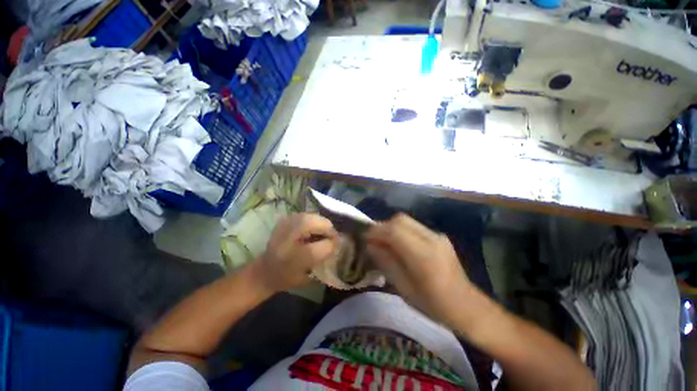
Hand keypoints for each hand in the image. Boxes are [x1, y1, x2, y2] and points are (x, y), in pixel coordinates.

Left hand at [256, 213, 337, 292]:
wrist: (264, 270)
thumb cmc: (286, 277)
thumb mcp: (308, 276)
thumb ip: (324, 259)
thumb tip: (336, 243)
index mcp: (297, 256)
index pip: (326, 244)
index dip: (334, 244)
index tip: (336, 247)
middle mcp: (291, 235)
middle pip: (321, 223)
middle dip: (329, 230)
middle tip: (330, 239)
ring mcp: (287, 223)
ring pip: (315, 216)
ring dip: (322, 225)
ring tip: (321, 235)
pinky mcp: (285, 219)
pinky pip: (307, 216)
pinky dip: (313, 222)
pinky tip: (310, 231)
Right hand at [365, 213, 472, 325]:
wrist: (466, 306)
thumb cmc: (433, 304)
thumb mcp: (404, 288)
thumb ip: (386, 262)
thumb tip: (370, 245)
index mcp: (423, 255)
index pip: (394, 231)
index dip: (376, 231)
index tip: (365, 238)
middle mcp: (431, 239)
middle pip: (400, 220)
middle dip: (383, 226)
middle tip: (374, 240)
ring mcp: (437, 235)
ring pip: (407, 220)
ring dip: (391, 227)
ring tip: (384, 242)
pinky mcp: (439, 236)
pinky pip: (414, 226)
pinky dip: (401, 231)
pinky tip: (399, 245)